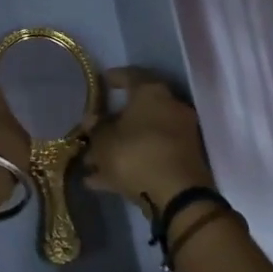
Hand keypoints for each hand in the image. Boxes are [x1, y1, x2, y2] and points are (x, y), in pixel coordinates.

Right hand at [84, 68, 214, 210]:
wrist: (177, 195)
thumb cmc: (135, 155)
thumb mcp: (103, 141)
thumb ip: (95, 128)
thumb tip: (92, 120)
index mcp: (152, 93)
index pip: (131, 75)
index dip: (113, 78)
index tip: (100, 82)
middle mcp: (171, 108)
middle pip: (136, 111)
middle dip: (111, 124)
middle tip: (91, 134)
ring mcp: (180, 136)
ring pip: (142, 137)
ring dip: (118, 148)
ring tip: (90, 164)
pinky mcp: (182, 161)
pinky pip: (150, 156)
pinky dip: (129, 165)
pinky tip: (102, 182)